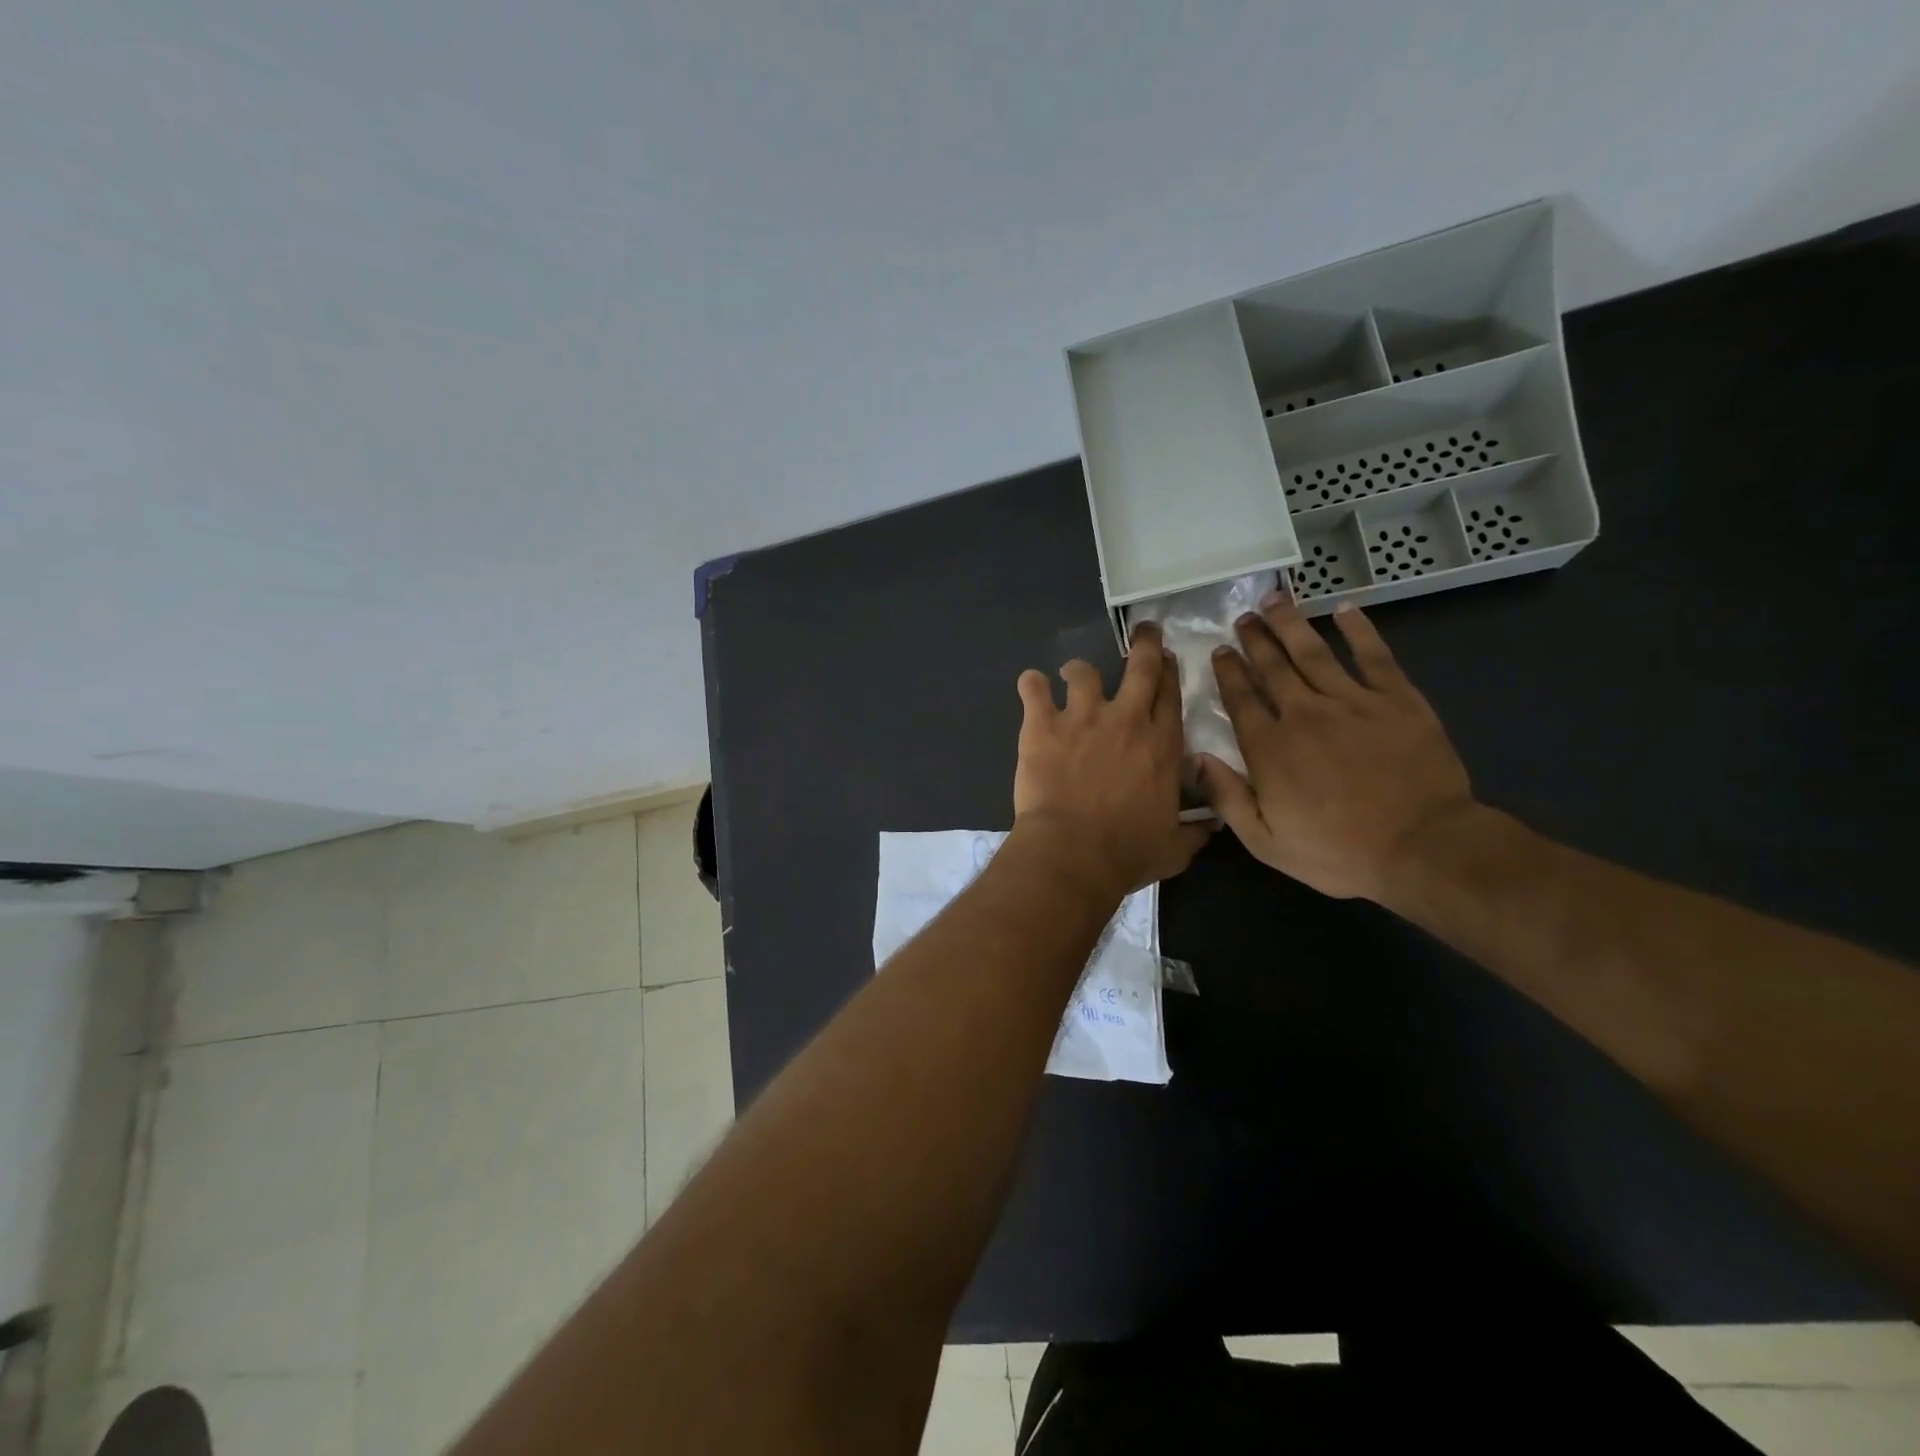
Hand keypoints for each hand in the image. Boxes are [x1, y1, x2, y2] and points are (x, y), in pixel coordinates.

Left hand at [1013, 622, 1212, 896]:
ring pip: (1083, 671)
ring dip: (1079, 669)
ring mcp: (1083, 717)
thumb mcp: (1175, 848)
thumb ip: (1195, 831)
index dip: (1169, 672)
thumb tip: (1213, 824)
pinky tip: (1031, 686)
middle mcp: (1127, 720)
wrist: (1073, 853)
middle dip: (1144, 643)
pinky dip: (1032, 684)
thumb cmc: (1127, 853)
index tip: (1167, 659)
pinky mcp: (1043, 725)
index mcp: (1162, 745)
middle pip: (1140, 666)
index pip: (1171, 694)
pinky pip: (1034, 688)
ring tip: (1071, 673)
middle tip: (1143, 631)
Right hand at [1195, 592, 1475, 901]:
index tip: (1219, 651)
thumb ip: (1226, 798)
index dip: (1228, 672)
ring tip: (1276, 601)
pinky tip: (1345, 610)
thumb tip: (1194, 759)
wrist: (1423, 847)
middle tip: (1243, 618)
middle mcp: (1304, 714)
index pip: (1241, 699)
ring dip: (1291, 624)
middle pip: (1272, 667)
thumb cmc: (1338, 852)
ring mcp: (1352, 702)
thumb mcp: (1266, 842)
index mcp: (1269, 748)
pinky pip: (1373, 655)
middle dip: (1254, 640)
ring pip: (1313, 653)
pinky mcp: (1397, 700)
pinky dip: (1359, 630)